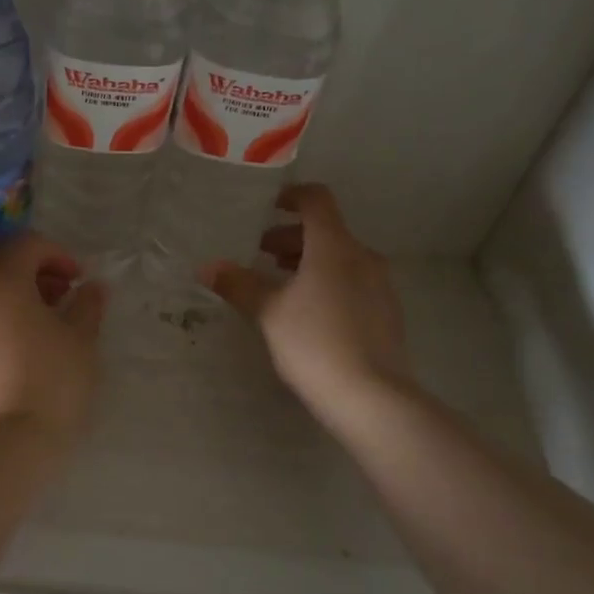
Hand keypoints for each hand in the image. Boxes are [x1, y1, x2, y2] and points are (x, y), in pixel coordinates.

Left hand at [0, 234, 106, 441]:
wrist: (7, 448)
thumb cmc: (53, 384)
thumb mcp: (82, 341)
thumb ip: (87, 304)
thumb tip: (92, 287)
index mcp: (0, 282)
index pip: (27, 245)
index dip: (56, 255)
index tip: (76, 280)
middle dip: (27, 276)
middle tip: (54, 301)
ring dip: (0, 304)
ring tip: (26, 333)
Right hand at [200, 183, 410, 421]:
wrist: (371, 397)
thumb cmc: (315, 343)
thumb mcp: (269, 312)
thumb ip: (239, 284)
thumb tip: (206, 267)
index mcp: (334, 247)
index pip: (316, 200)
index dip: (291, 196)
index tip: (266, 207)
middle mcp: (363, 257)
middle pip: (326, 231)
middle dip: (291, 237)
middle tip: (260, 254)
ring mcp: (380, 285)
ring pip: (339, 258)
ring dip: (308, 261)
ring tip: (278, 285)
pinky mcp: (386, 312)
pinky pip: (352, 282)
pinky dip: (326, 282)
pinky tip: (306, 313)